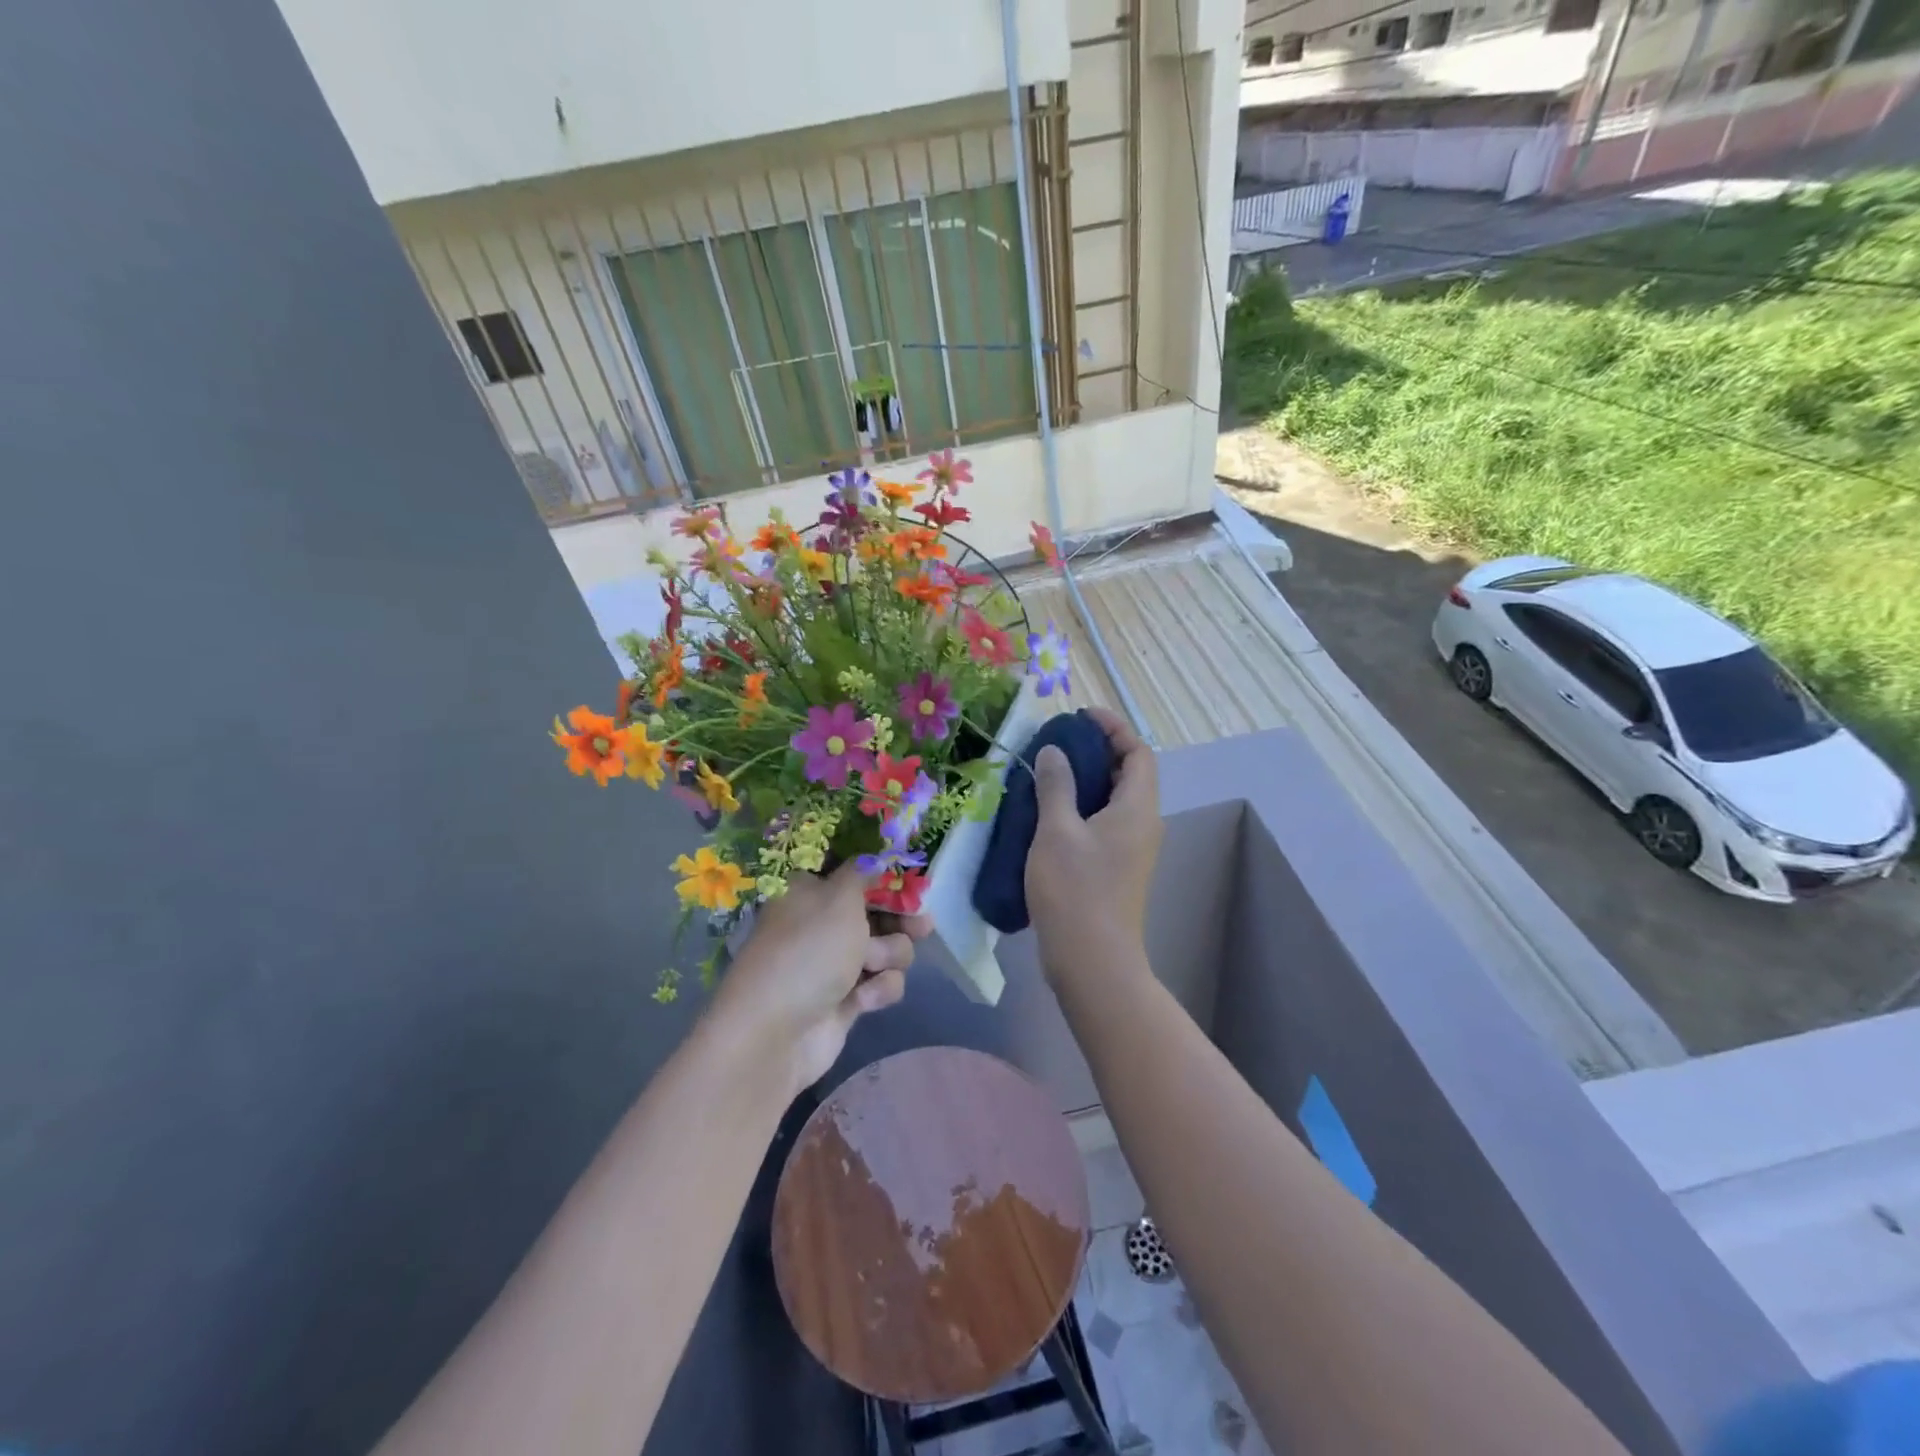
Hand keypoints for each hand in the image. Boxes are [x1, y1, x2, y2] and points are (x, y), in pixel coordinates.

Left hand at [707, 862, 931, 1097]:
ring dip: (889, 955)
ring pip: (886, 948)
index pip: (854, 874)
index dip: (884, 876)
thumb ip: (864, 873)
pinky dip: (878, 989)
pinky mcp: (848, 999)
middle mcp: (823, 923)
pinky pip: (881, 983)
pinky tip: (863, 1000)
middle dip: (900, 919)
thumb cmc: (808, 950)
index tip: (911, 880)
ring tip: (874, 965)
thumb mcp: (839, 898)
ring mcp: (835, 963)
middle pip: (876, 911)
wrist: (776, 1033)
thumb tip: (874, 856)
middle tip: (923, 925)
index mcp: (811, 891)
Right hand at [1026, 705, 1161, 984]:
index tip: (1080, 716)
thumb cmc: (1076, 891)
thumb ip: (1057, 785)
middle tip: (1058, 742)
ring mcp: (1132, 849)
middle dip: (1098, 750)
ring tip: (1049, 771)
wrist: (1092, 960)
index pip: (1138, 752)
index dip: (1113, 727)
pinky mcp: (1118, 868)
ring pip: (1116, 799)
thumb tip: (1056, 751)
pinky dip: (1083, 805)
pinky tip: (1050, 812)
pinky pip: (1106, 821)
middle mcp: (1143, 824)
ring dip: (1088, 779)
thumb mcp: (1057, 831)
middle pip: (1129, 773)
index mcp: (1137, 808)